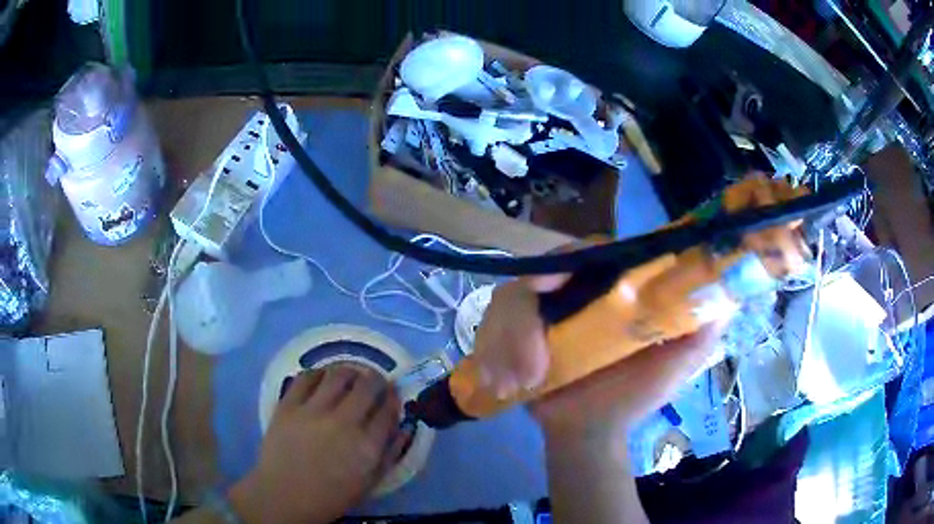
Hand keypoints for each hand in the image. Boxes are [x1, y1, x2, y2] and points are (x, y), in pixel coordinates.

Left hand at [228, 366, 410, 523]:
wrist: (284, 495)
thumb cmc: (331, 495)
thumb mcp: (370, 482)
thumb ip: (390, 454)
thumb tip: (404, 427)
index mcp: (367, 445)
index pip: (388, 409)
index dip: (393, 397)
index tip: (391, 394)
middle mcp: (344, 422)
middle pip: (367, 385)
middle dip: (375, 379)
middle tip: (372, 382)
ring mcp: (313, 411)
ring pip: (338, 374)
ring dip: (349, 372)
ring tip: (348, 377)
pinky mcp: (289, 405)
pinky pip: (306, 377)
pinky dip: (318, 374)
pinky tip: (321, 380)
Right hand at [474, 277, 724, 442]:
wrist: (589, 431)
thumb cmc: (634, 396)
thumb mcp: (676, 364)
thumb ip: (700, 331)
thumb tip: (726, 298)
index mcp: (610, 290)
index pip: (585, 251)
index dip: (565, 258)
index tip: (550, 283)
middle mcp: (573, 292)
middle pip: (534, 275)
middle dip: (521, 320)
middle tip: (528, 365)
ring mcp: (539, 312)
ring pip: (505, 303)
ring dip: (505, 345)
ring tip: (517, 384)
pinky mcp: (511, 333)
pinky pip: (487, 328)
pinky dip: (490, 355)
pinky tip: (503, 385)